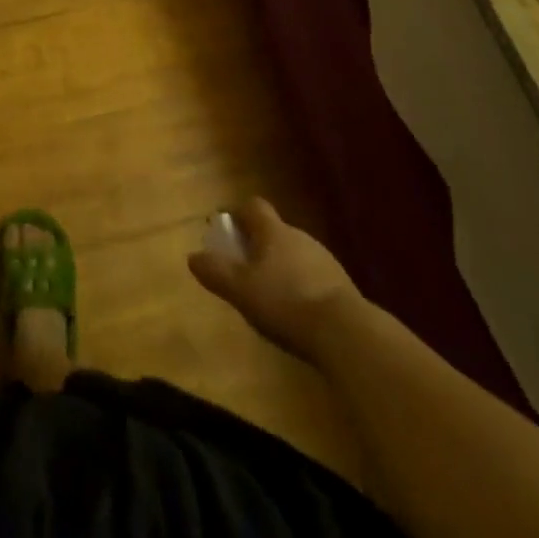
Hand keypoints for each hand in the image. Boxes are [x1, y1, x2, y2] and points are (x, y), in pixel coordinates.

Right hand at [188, 198, 362, 363]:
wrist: (345, 331)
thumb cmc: (286, 302)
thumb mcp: (241, 290)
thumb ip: (216, 272)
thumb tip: (193, 256)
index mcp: (273, 231)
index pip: (253, 206)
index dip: (237, 213)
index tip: (225, 230)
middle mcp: (299, 236)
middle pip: (273, 230)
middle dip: (256, 245)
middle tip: (242, 269)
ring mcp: (323, 259)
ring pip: (293, 254)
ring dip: (279, 266)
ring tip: (267, 295)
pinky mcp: (340, 284)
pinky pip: (311, 275)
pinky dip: (298, 285)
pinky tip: (294, 312)